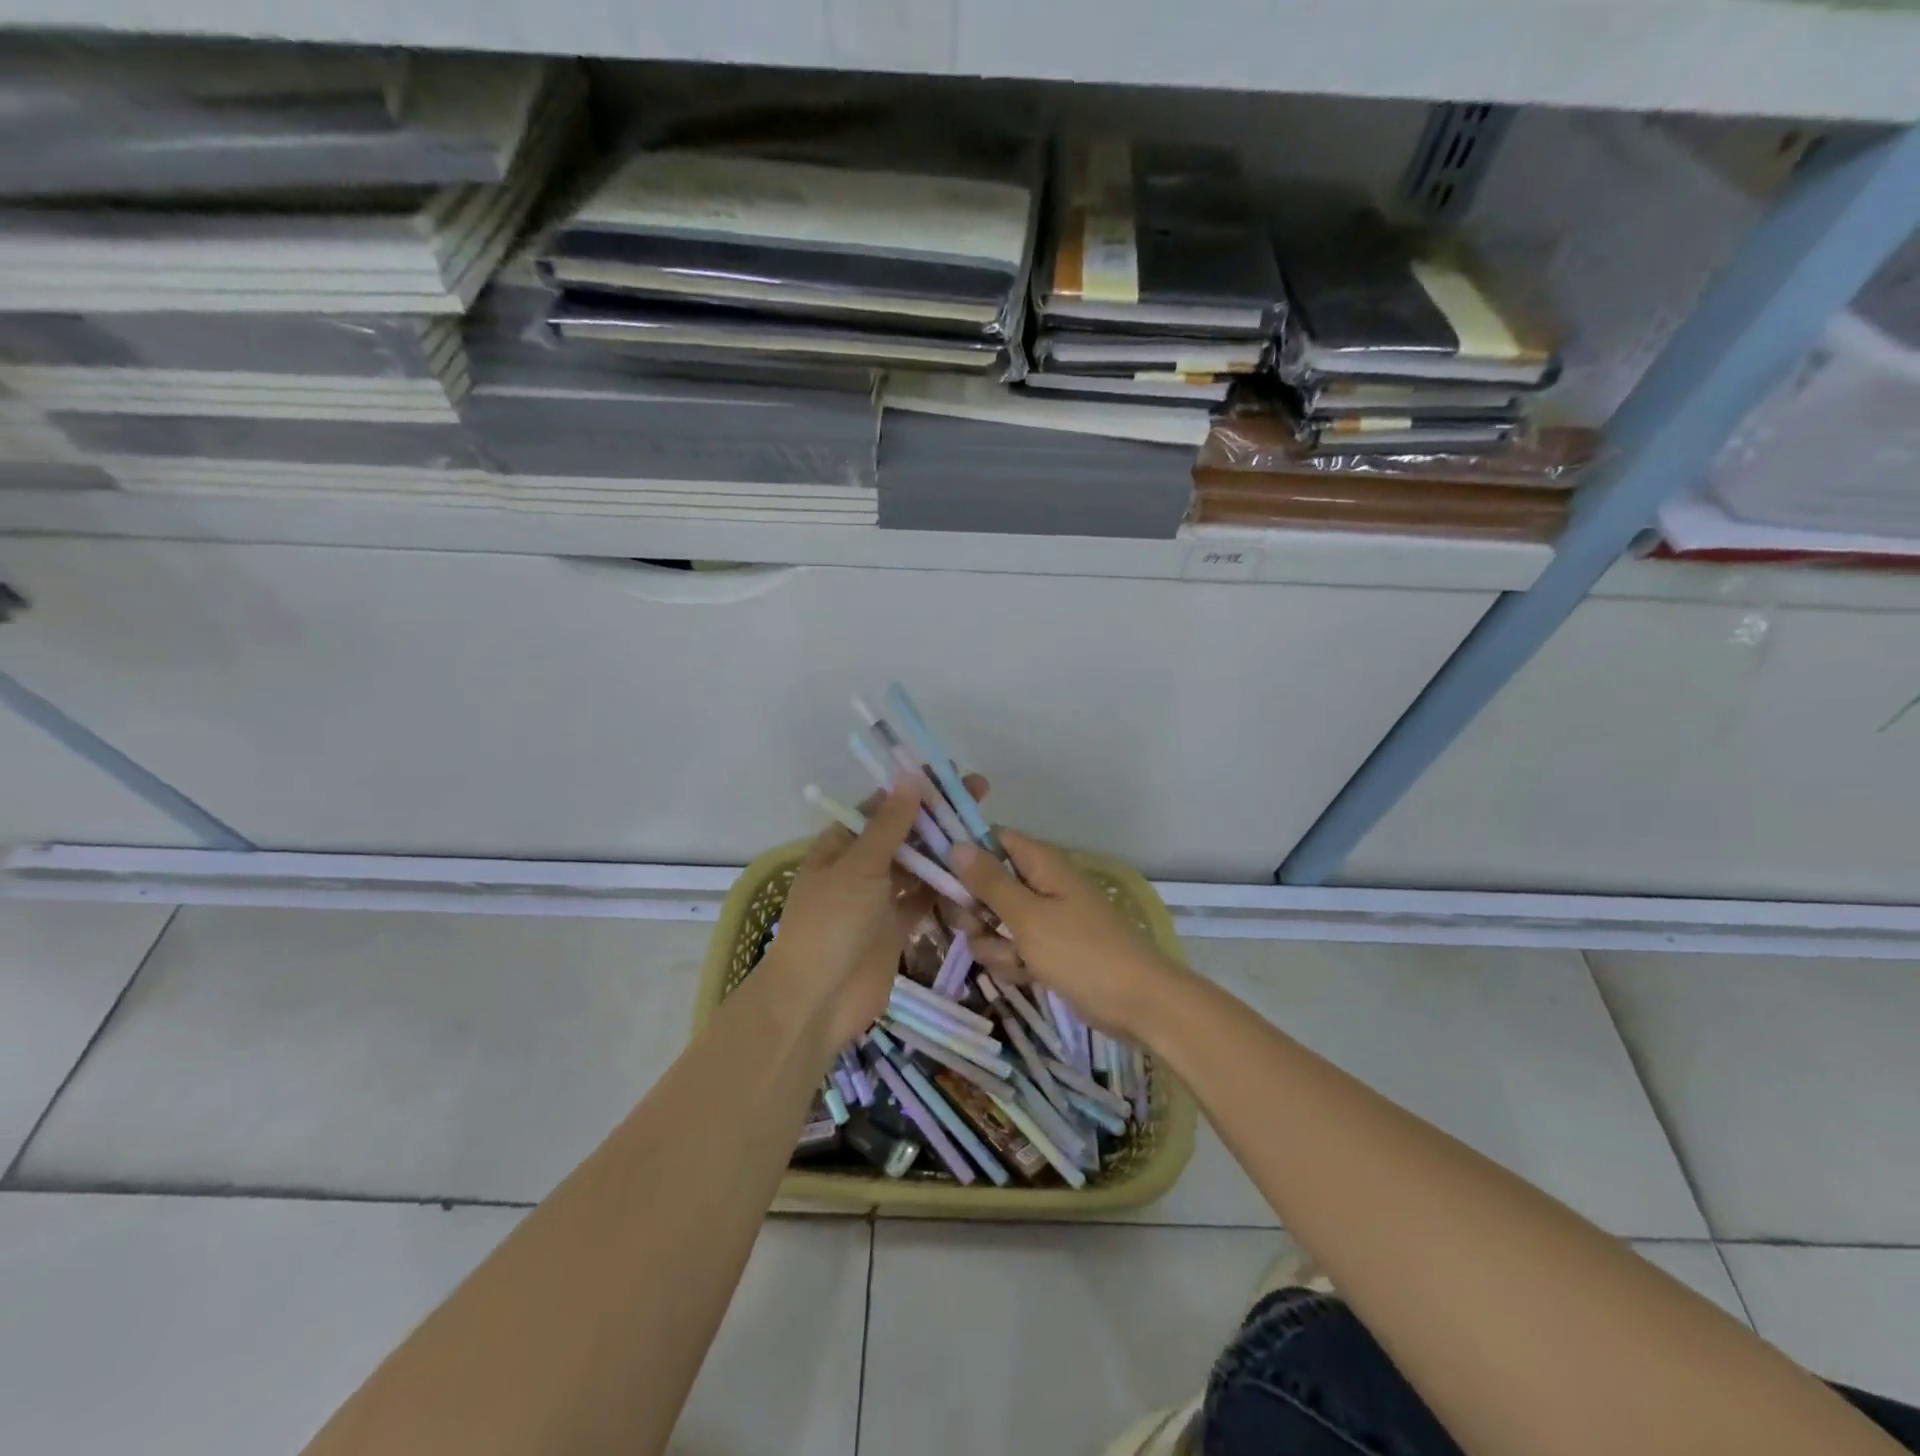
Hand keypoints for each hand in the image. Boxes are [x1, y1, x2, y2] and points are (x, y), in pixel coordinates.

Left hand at [762, 774, 988, 1050]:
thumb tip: (911, 776)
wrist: (818, 1000)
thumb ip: (890, 824)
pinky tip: (976, 873)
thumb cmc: (831, 922)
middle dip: (938, 817)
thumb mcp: (859, 866)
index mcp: (841, 845)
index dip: (915, 790)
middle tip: (981, 797)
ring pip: (918, 866)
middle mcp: (860, 866)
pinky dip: (946, 888)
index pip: (882, 806)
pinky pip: (925, 899)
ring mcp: (879, 898)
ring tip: (985, 831)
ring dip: (946, 851)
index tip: (951, 775)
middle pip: (904, 834)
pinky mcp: (897, 927)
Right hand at [950, 829, 1186, 1042]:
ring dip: (994, 944)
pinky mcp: (1047, 949)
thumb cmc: (1082, 952)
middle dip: (975, 911)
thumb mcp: (1028, 916)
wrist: (1137, 1003)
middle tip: (979, 928)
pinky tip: (1026, 976)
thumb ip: (989, 881)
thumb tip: (956, 843)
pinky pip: (1012, 948)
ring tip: (1016, 960)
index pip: (991, 839)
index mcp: (1039, 863)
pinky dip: (1013, 962)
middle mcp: (1039, 884)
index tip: (939, 877)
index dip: (965, 854)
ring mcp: (1044, 918)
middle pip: (985, 885)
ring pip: (994, 922)